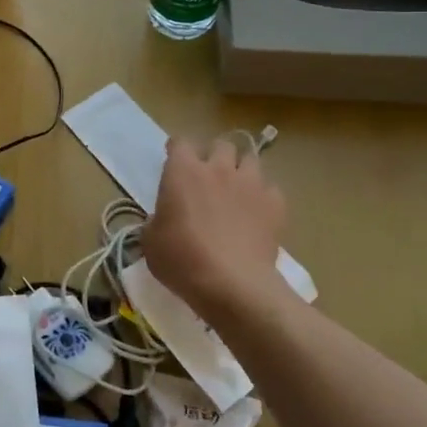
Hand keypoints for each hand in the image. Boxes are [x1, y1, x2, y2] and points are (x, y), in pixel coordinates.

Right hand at [144, 135, 293, 323]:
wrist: (232, 284)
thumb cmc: (182, 259)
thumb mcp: (151, 240)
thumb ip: (157, 220)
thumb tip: (164, 219)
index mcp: (183, 171)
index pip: (180, 142)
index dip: (177, 150)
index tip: (174, 162)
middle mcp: (218, 168)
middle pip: (221, 145)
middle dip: (215, 155)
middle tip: (209, 177)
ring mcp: (250, 184)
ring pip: (251, 160)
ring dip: (242, 170)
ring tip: (237, 190)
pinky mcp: (275, 205)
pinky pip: (271, 189)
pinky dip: (264, 197)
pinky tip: (257, 213)